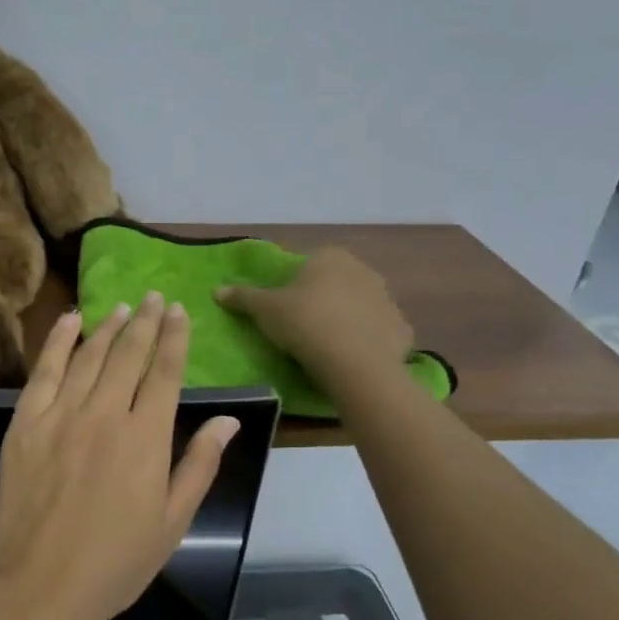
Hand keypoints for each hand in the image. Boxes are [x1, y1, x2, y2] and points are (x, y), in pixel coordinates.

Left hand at [0, 292, 239, 619]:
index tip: (179, 311)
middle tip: (154, 297)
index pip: (165, 373)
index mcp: (146, 438)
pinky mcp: (24, 423)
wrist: (37, 586)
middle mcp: (105, 414)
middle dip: (145, 322)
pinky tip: (69, 321)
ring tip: (122, 308)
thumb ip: (199, 465)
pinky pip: (44, 370)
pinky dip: (58, 341)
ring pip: (89, 356)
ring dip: (108, 328)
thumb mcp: (172, 523)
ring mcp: (60, 414)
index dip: (174, 338)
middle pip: (128, 355)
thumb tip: (228, 420)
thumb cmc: (113, 563)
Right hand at [216, 247, 413, 392]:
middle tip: (302, 328)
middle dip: (323, 301)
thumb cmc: (305, 323)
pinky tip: (351, 360)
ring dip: (346, 321)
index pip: (309, 265)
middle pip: (336, 284)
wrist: (354, 362)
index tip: (285, 308)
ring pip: (360, 308)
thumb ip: (242, 297)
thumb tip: (216, 290)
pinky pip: (378, 333)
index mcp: (330, 257)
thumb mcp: (264, 309)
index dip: (295, 285)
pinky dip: (367, 342)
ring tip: (326, 348)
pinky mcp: (402, 330)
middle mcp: (363, 270)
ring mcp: (387, 300)